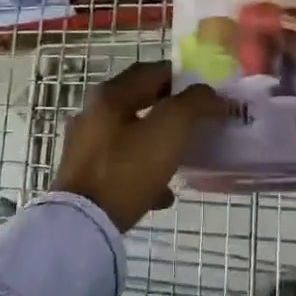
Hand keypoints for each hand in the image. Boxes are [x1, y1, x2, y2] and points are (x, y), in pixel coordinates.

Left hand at [51, 60, 227, 231]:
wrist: (83, 224)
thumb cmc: (128, 168)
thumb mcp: (170, 129)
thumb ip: (195, 104)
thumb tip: (213, 96)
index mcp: (111, 95)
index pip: (152, 71)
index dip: (182, 77)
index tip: (205, 93)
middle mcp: (93, 113)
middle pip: (140, 102)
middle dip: (170, 111)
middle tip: (197, 122)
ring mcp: (84, 146)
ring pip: (131, 135)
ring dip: (158, 143)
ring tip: (182, 158)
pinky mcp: (83, 176)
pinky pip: (121, 165)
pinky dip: (143, 172)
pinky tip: (162, 193)